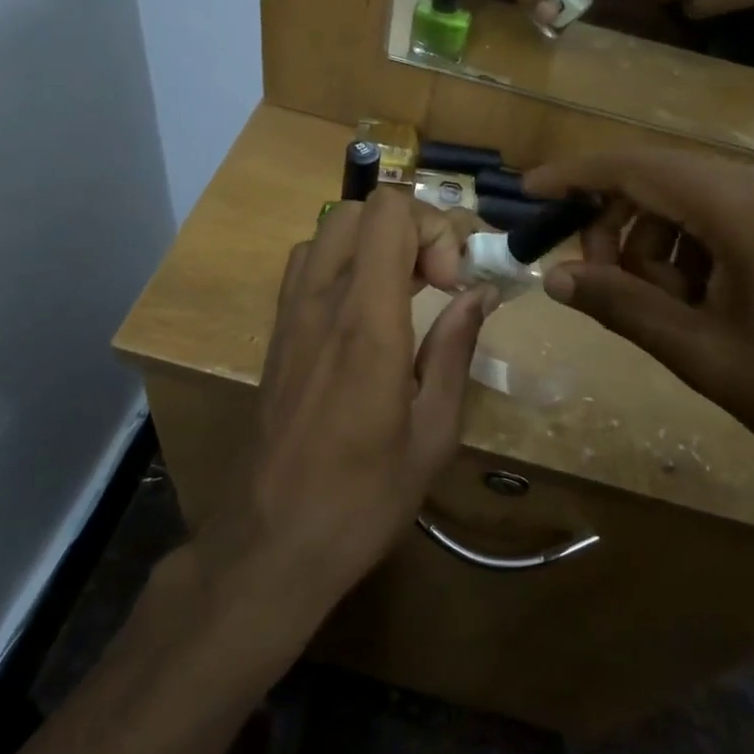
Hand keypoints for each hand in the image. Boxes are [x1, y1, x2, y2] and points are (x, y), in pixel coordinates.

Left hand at [198, 191, 497, 631]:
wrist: (272, 543)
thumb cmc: (364, 497)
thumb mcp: (434, 431)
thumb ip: (455, 349)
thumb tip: (481, 292)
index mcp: (367, 322)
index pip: (389, 213)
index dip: (434, 227)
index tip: (453, 281)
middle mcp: (321, 301)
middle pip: (360, 210)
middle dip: (410, 228)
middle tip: (436, 281)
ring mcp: (290, 314)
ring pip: (330, 231)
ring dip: (375, 243)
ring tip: (406, 292)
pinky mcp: (277, 332)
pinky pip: (308, 265)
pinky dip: (344, 262)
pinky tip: (366, 311)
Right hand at [525, 148, 753, 594]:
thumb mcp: (703, 354)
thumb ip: (622, 306)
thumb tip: (554, 277)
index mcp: (741, 206)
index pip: (636, 167)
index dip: (576, 175)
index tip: (529, 192)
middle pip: (662, 181)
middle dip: (616, 225)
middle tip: (595, 282)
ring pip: (692, 204)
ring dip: (655, 246)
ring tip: (660, 310)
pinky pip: (726, 223)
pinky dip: (693, 254)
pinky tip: (700, 307)